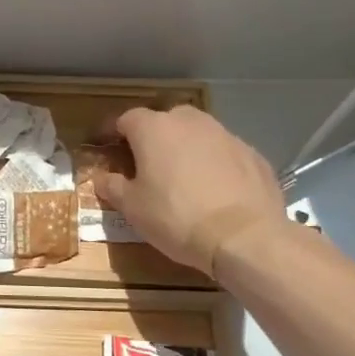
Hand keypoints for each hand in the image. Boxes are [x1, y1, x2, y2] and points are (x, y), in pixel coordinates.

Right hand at [92, 106, 289, 277]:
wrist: (245, 236)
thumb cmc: (176, 217)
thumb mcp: (132, 208)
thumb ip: (112, 187)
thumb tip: (102, 178)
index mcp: (154, 129)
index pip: (126, 119)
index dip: (113, 132)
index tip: (105, 146)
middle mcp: (190, 122)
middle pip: (164, 121)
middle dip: (153, 137)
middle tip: (146, 163)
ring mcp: (225, 135)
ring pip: (197, 134)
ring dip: (186, 148)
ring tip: (182, 176)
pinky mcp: (252, 154)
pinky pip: (223, 152)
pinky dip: (214, 164)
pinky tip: (214, 189)